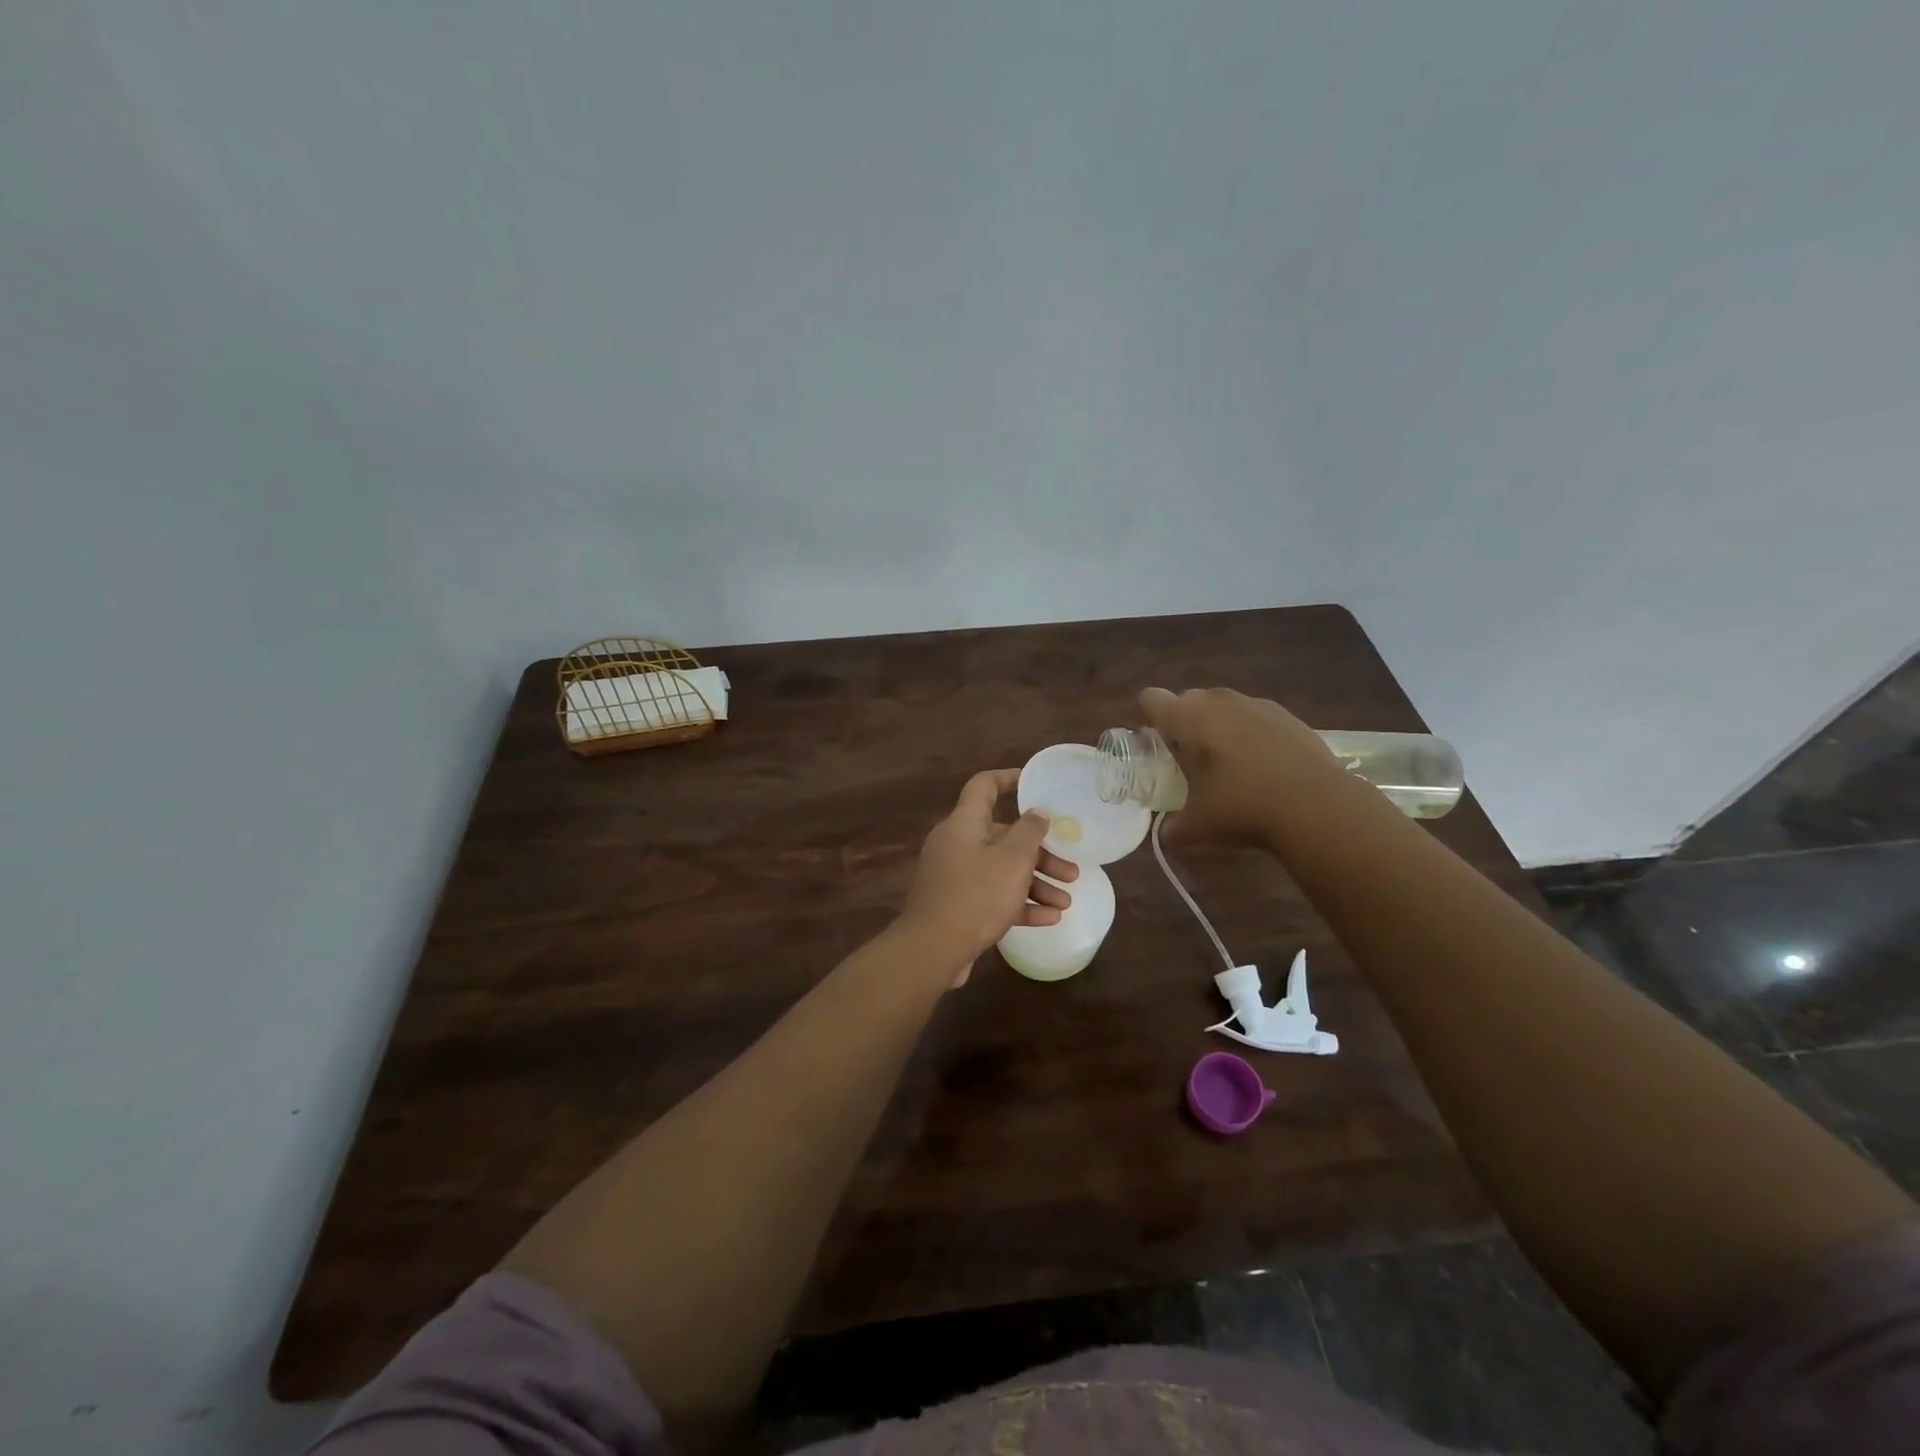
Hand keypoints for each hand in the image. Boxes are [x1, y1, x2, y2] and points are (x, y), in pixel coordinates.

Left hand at [899, 769, 1080, 986]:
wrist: (933, 949)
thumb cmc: (976, 894)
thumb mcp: (1012, 860)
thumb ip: (1029, 832)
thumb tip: (1037, 812)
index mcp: (964, 823)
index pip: (984, 787)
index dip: (1008, 779)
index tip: (1032, 782)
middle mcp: (956, 844)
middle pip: (1003, 837)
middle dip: (1040, 853)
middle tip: (1070, 869)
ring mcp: (954, 877)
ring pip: (1001, 871)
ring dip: (1035, 883)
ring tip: (1066, 901)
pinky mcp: (956, 906)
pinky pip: (992, 896)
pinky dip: (1019, 904)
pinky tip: (1050, 918)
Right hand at [1138, 686, 1340, 846]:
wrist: (1317, 807)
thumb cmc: (1242, 808)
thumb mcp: (1197, 827)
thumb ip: (1172, 828)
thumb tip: (1167, 833)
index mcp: (1187, 718)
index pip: (1150, 699)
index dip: (1144, 716)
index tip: (1148, 742)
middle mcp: (1218, 701)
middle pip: (1187, 700)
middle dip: (1181, 724)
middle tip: (1185, 759)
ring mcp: (1256, 704)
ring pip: (1223, 706)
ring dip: (1216, 726)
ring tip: (1225, 762)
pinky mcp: (1287, 715)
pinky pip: (1254, 716)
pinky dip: (1249, 733)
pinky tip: (1260, 765)